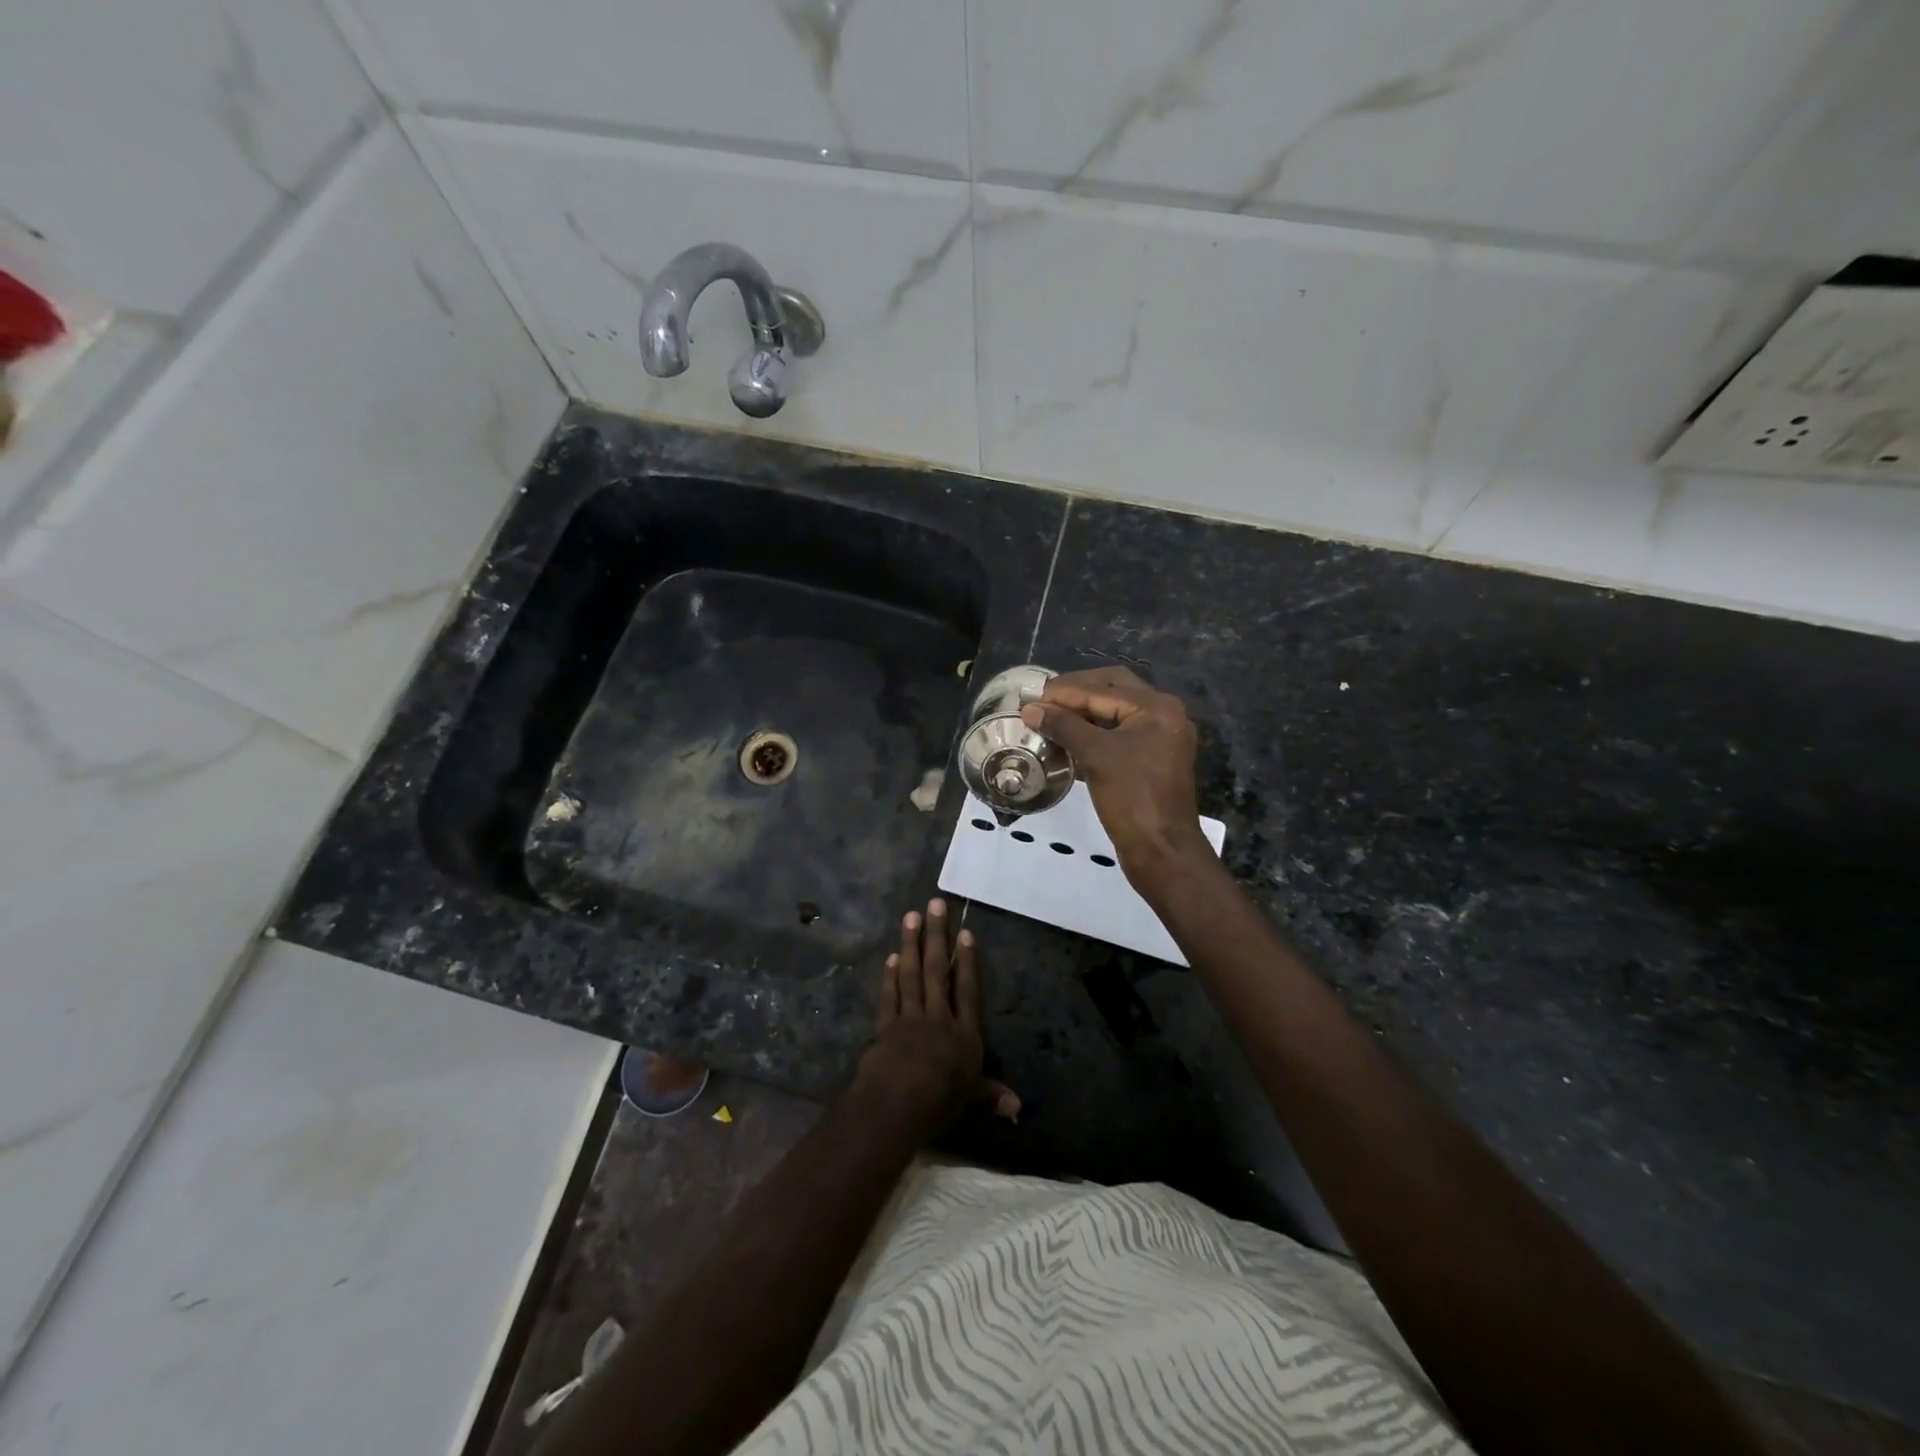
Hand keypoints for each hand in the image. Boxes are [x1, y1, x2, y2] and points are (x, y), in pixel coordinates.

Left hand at [857, 899, 1019, 1130]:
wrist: (897, 1104)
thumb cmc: (940, 1103)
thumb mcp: (971, 1100)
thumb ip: (990, 1096)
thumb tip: (1017, 1108)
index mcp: (964, 1035)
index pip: (969, 991)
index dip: (968, 962)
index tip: (966, 933)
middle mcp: (938, 1019)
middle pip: (938, 971)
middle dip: (937, 936)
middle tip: (934, 904)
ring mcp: (910, 1019)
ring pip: (912, 975)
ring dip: (911, 944)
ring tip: (910, 916)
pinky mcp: (885, 1027)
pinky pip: (890, 996)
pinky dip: (890, 977)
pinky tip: (891, 957)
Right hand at [1020, 667, 1210, 882]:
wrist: (1162, 850)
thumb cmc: (1131, 797)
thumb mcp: (1095, 756)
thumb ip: (1063, 726)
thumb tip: (1030, 709)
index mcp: (1156, 707)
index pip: (1102, 688)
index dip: (1063, 692)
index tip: (1029, 698)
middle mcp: (1163, 715)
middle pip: (1112, 690)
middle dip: (1076, 693)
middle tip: (1042, 701)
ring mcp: (1159, 738)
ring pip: (1115, 712)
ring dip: (1083, 713)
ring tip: (1049, 718)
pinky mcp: (1151, 760)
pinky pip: (1118, 735)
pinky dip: (1093, 733)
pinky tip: (1066, 741)